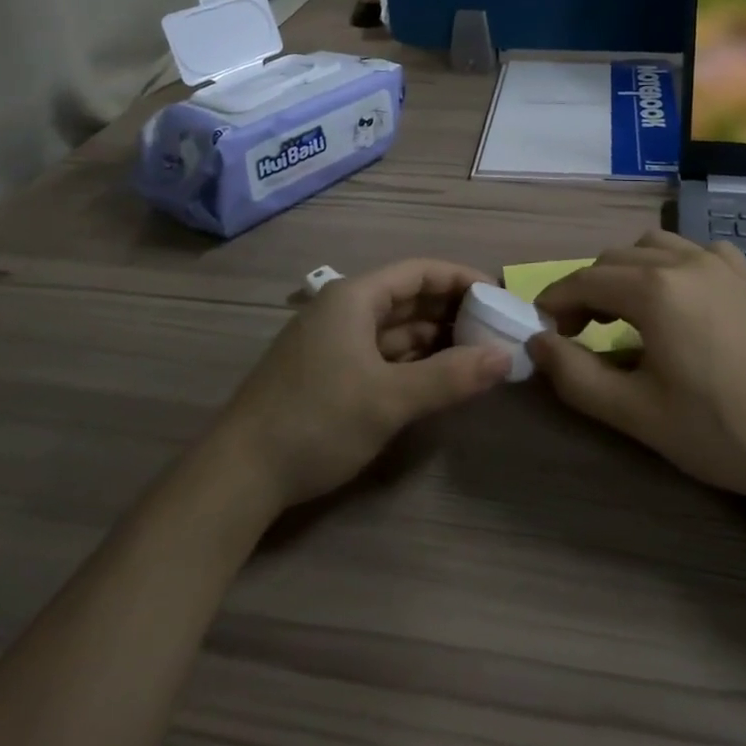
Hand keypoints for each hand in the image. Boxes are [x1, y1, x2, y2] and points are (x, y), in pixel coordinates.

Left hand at [207, 260, 511, 513]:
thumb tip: (506, 356)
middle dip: (452, 309)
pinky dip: (412, 360)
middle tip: (496, 328)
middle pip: (408, 297)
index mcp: (354, 297)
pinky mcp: (328, 372)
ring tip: (477, 353)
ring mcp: (333, 342)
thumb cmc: (317, 420)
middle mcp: (344, 309)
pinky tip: (438, 376)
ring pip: (395, 328)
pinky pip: (381, 353)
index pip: (420, 271)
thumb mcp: (390, 399)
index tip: (499, 297)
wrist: (240, 474)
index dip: (461, 279)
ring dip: (434, 337)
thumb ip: (450, 376)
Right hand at [528, 230, 745, 504]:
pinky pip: (692, 251)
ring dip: (625, 273)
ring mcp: (720, 262)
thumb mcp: (638, 414)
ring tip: (624, 314)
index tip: (543, 334)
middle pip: (613, 260)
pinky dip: (668, 265)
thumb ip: (576, 376)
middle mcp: (683, 261)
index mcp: (654, 289)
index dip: (554, 303)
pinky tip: (677, 300)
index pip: (583, 281)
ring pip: (651, 247)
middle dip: (585, 290)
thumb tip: (536, 344)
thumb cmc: (723, 431)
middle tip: (578, 334)